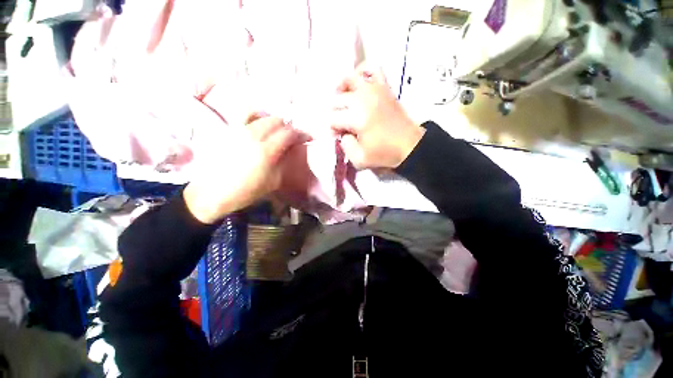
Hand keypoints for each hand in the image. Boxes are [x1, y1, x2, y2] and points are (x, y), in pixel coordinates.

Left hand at [184, 113, 310, 223]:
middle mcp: (253, 136)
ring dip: (275, 122)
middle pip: (277, 121)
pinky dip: (257, 115)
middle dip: (289, 127)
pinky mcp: (229, 130)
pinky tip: (260, 122)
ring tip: (278, 131)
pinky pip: (246, 115)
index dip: (301, 134)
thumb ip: (283, 162)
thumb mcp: (273, 181)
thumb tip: (291, 150)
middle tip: (293, 137)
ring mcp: (239, 131)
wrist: (212, 193)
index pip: (289, 134)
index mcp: (266, 152)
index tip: (307, 137)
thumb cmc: (246, 192)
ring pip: (263, 116)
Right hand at [331, 63, 424, 169]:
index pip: (333, 118)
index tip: (338, 135)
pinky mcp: (384, 88)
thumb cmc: (385, 154)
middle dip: (335, 113)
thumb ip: (345, 146)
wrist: (410, 146)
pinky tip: (359, 83)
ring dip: (341, 90)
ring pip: (349, 78)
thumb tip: (342, 133)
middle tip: (342, 124)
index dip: (333, 128)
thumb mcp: (359, 159)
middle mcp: (363, 99)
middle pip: (337, 100)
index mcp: (357, 118)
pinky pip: (372, 69)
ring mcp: (374, 90)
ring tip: (343, 101)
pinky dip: (363, 72)